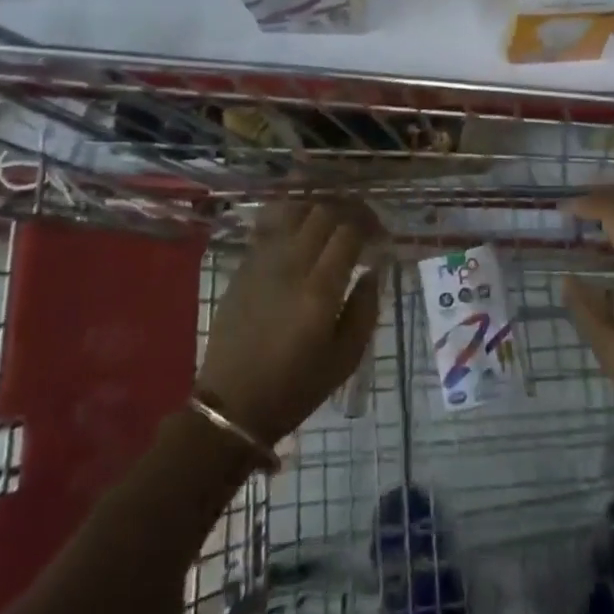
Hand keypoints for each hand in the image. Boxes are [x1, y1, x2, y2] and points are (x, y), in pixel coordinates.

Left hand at [196, 199, 381, 445]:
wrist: (233, 404)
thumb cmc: (296, 387)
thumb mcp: (346, 358)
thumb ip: (365, 308)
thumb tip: (373, 270)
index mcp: (319, 291)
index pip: (348, 232)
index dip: (370, 226)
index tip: (380, 238)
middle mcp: (291, 266)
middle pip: (322, 213)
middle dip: (348, 211)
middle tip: (361, 225)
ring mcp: (262, 262)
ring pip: (292, 210)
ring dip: (317, 209)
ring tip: (330, 223)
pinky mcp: (243, 266)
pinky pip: (268, 226)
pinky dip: (290, 219)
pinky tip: (300, 232)